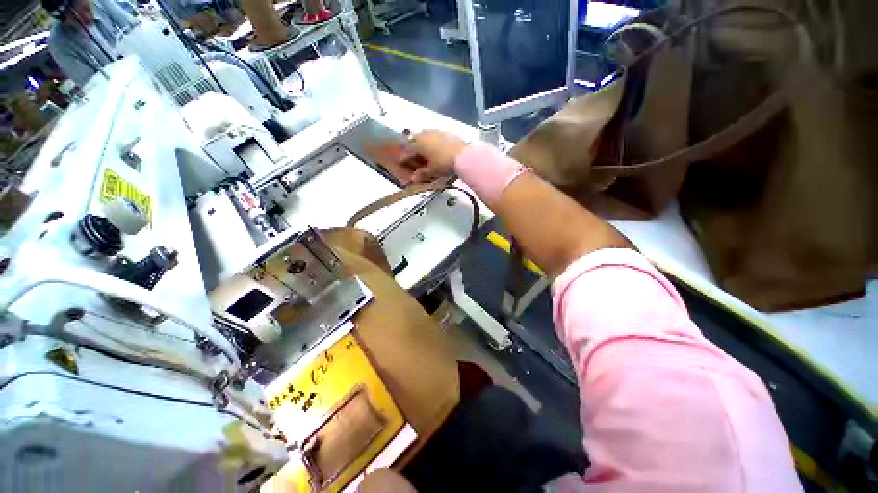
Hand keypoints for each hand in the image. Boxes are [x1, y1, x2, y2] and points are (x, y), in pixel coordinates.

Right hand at [403, 130, 468, 182]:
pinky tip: (434, 147)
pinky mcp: (446, 132)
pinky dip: (431, 140)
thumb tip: (413, 178)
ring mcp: (436, 131)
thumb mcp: (432, 171)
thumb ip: (422, 174)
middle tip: (411, 155)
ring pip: (423, 135)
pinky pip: (433, 134)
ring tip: (422, 150)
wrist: (464, 155)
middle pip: (414, 140)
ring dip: (420, 142)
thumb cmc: (444, 164)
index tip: (401, 162)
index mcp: (419, 144)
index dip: (404, 158)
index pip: (407, 151)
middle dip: (411, 147)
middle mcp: (425, 135)